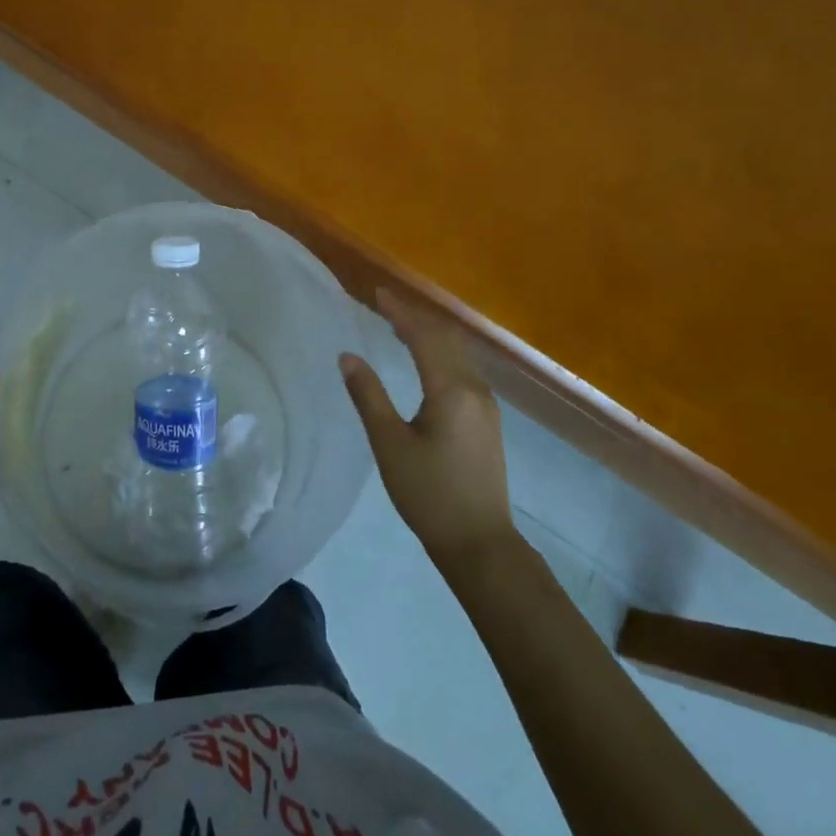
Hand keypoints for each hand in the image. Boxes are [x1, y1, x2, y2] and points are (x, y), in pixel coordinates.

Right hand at [340, 291, 515, 572]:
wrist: (480, 543)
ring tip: (402, 326)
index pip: (423, 336)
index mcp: (451, 389)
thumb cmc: (429, 493)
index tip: (377, 293)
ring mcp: (486, 404)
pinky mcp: (488, 420)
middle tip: (385, 304)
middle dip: (416, 318)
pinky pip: (464, 370)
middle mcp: (474, 388)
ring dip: (431, 334)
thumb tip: (347, 356)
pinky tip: (429, 361)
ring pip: (458, 354)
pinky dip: (442, 354)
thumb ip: (369, 396)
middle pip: (445, 339)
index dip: (399, 312)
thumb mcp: (389, 444)